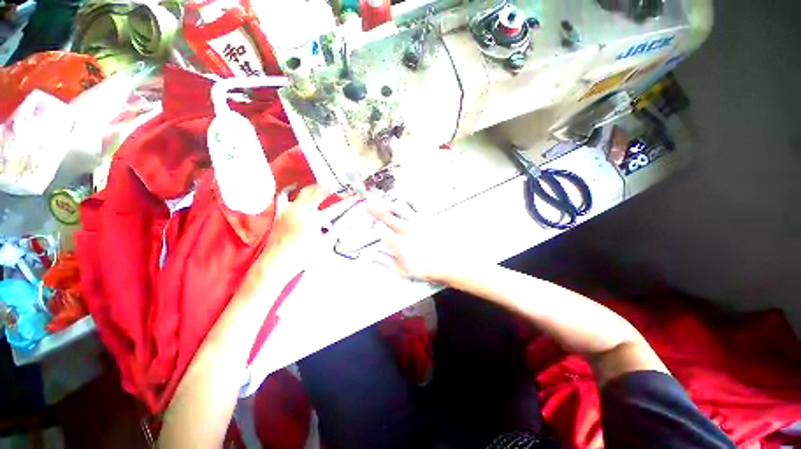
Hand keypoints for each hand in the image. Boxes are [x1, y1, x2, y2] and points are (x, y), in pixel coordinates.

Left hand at [259, 184, 354, 269]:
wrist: (278, 262)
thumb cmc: (304, 256)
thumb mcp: (325, 244)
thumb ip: (337, 229)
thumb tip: (348, 219)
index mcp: (315, 219)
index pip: (336, 208)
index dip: (348, 202)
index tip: (356, 196)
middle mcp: (302, 210)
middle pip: (320, 193)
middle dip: (332, 188)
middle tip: (340, 186)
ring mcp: (290, 209)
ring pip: (305, 191)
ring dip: (316, 187)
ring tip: (324, 184)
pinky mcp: (280, 211)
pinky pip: (283, 195)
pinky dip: (290, 189)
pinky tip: (295, 185)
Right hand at [367, 200, 467, 283]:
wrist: (452, 261)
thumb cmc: (428, 268)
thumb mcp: (404, 271)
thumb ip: (386, 262)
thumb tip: (370, 257)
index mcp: (399, 243)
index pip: (380, 231)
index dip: (373, 227)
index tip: (371, 227)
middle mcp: (406, 229)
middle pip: (386, 215)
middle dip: (374, 209)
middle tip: (366, 204)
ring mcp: (417, 221)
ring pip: (400, 206)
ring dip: (390, 202)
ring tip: (384, 199)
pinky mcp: (428, 216)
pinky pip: (416, 203)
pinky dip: (408, 199)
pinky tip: (404, 198)